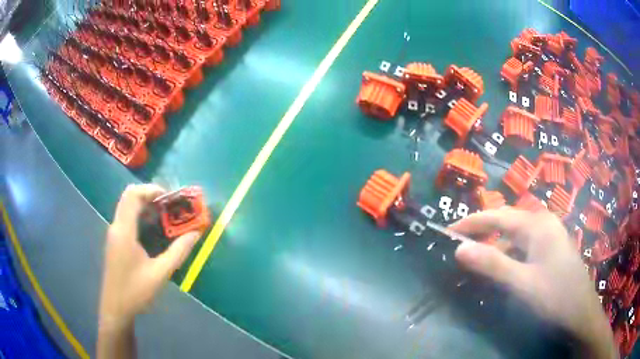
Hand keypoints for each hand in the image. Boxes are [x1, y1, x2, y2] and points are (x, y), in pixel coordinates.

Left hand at [99, 184, 200, 325]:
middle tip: (169, 205)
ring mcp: (114, 234)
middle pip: (129, 197)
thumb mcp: (160, 273)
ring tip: (165, 215)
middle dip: (150, 195)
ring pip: (127, 207)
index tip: (169, 197)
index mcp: (124, 231)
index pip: (133, 195)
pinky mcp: (115, 241)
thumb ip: (178, 252)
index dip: (151, 189)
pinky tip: (153, 230)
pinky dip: (140, 216)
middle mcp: (116, 227)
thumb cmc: (136, 291)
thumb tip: (196, 234)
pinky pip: (127, 219)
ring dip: (145, 205)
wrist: (116, 308)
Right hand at [450, 208, 615, 358]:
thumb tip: (459, 249)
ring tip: (477, 259)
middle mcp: (544, 223)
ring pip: (516, 236)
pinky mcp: (552, 249)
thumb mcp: (522, 283)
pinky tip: (504, 268)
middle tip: (459, 246)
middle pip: (507, 222)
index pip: (498, 216)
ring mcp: (550, 236)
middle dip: (483, 231)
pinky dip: (510, 254)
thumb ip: (492, 264)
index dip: (471, 222)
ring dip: (496, 245)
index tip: (447, 232)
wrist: (580, 313)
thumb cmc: (555, 296)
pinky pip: (525, 246)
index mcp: (538, 225)